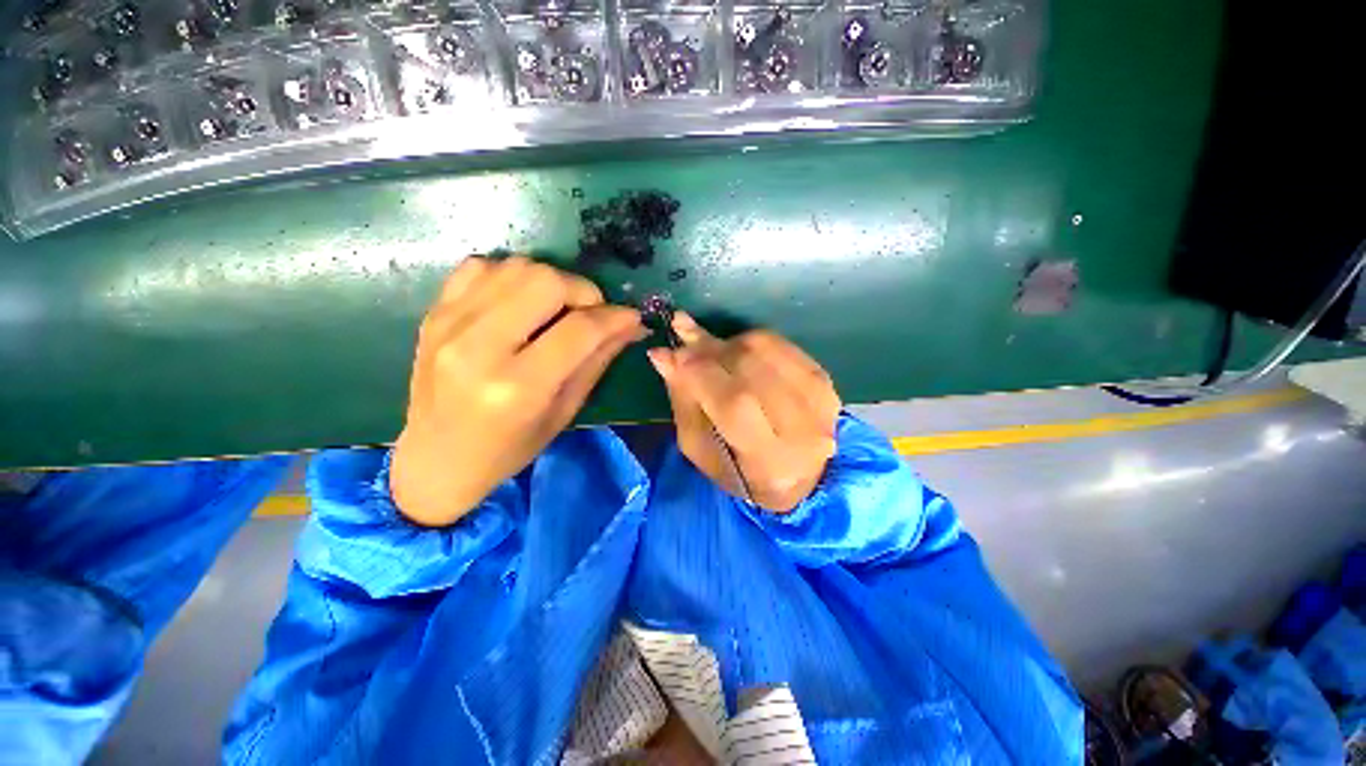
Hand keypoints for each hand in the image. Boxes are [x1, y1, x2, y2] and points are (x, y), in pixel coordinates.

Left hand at [390, 256, 643, 526]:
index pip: (580, 330)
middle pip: (546, 281)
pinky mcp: (434, 312)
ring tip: (555, 310)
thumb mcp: (564, 412)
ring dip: (549, 282)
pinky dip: (511, 277)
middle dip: (582, 291)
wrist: (436, 459)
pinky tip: (519, 303)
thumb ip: (598, 361)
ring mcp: (449, 324)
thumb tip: (631, 325)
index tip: (631, 317)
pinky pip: (482, 266)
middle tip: (590, 314)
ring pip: (517, 267)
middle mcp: (479, 347)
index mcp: (518, 387)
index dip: (615, 317)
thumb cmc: (509, 448)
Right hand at [646, 313, 840, 512]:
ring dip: (729, 344)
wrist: (800, 475)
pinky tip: (737, 351)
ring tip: (710, 351)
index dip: (701, 372)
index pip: (734, 404)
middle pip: (751, 370)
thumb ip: (685, 400)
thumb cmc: (739, 470)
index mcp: (770, 461)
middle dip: (711, 351)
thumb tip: (664, 355)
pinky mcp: (826, 379)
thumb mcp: (700, 447)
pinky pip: (780, 344)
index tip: (672, 351)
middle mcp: (803, 430)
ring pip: (765, 350)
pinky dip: (751, 341)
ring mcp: (821, 401)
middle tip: (686, 342)